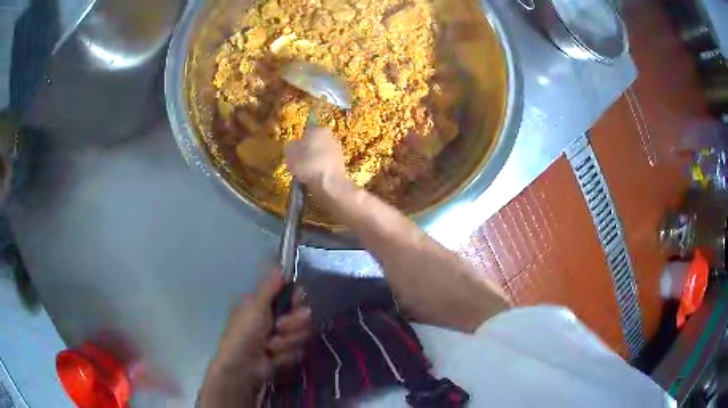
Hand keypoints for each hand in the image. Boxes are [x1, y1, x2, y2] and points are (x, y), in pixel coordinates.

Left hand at [200, 270, 311, 405]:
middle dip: (293, 324)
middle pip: (302, 315)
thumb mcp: (255, 307)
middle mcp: (275, 319)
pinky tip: (273, 358)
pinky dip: (285, 355)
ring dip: (286, 342)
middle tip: (279, 328)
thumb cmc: (244, 333)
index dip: (296, 300)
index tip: (295, 303)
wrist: (242, 366)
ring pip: (302, 334)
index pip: (291, 295)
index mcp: (264, 304)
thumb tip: (278, 267)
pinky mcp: (286, 354)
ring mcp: (281, 337)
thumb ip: (269, 288)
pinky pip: (298, 351)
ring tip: (270, 347)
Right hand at [284, 127, 345, 188]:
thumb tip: (294, 145)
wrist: (329, 184)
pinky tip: (316, 179)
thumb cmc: (307, 164)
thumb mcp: (290, 153)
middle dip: (310, 151)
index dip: (302, 140)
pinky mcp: (343, 166)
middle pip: (318, 143)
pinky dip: (322, 171)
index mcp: (320, 131)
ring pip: (324, 155)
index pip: (309, 131)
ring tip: (307, 173)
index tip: (296, 150)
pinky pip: (328, 167)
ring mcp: (339, 152)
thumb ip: (291, 146)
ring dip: (317, 161)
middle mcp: (332, 138)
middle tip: (300, 162)